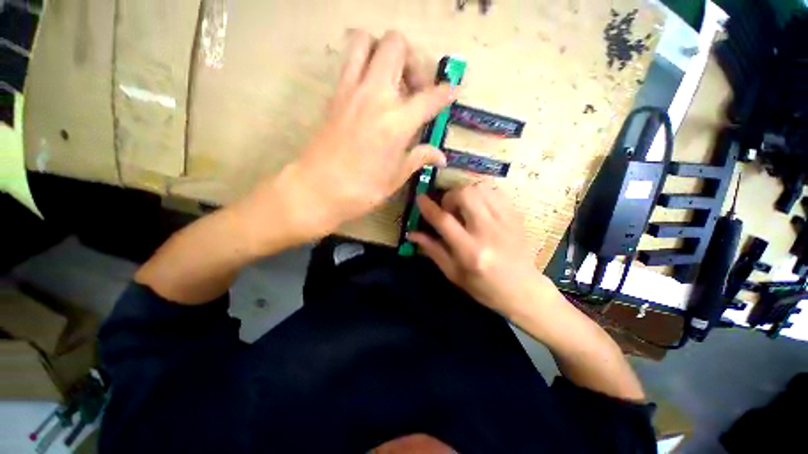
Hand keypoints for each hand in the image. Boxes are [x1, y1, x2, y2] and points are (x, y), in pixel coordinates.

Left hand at [288, 30, 453, 230]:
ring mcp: (351, 90)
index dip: (446, 92)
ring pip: (367, 41)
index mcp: (397, 123)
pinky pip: (349, 61)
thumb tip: (441, 157)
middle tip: (414, 89)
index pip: (430, 97)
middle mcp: (376, 96)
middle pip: (397, 46)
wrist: (317, 189)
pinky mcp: (334, 94)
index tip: (452, 92)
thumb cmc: (361, 190)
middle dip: (413, 61)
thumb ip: (419, 158)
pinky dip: (364, 63)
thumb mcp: (396, 177)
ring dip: (384, 52)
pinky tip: (370, 91)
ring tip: (390, 80)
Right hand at [408, 182, 551, 315]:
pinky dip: (482, 193)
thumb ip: (433, 250)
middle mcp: (488, 232)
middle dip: (450, 196)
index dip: (428, 207)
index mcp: (470, 252)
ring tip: (464, 206)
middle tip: (448, 208)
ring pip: (481, 188)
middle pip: (465, 195)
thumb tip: (412, 233)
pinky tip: (479, 205)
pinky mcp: (516, 216)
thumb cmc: (484, 287)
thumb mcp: (453, 274)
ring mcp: (505, 221)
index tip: (420, 198)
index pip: (444, 221)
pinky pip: (496, 191)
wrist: (523, 290)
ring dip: (465, 192)